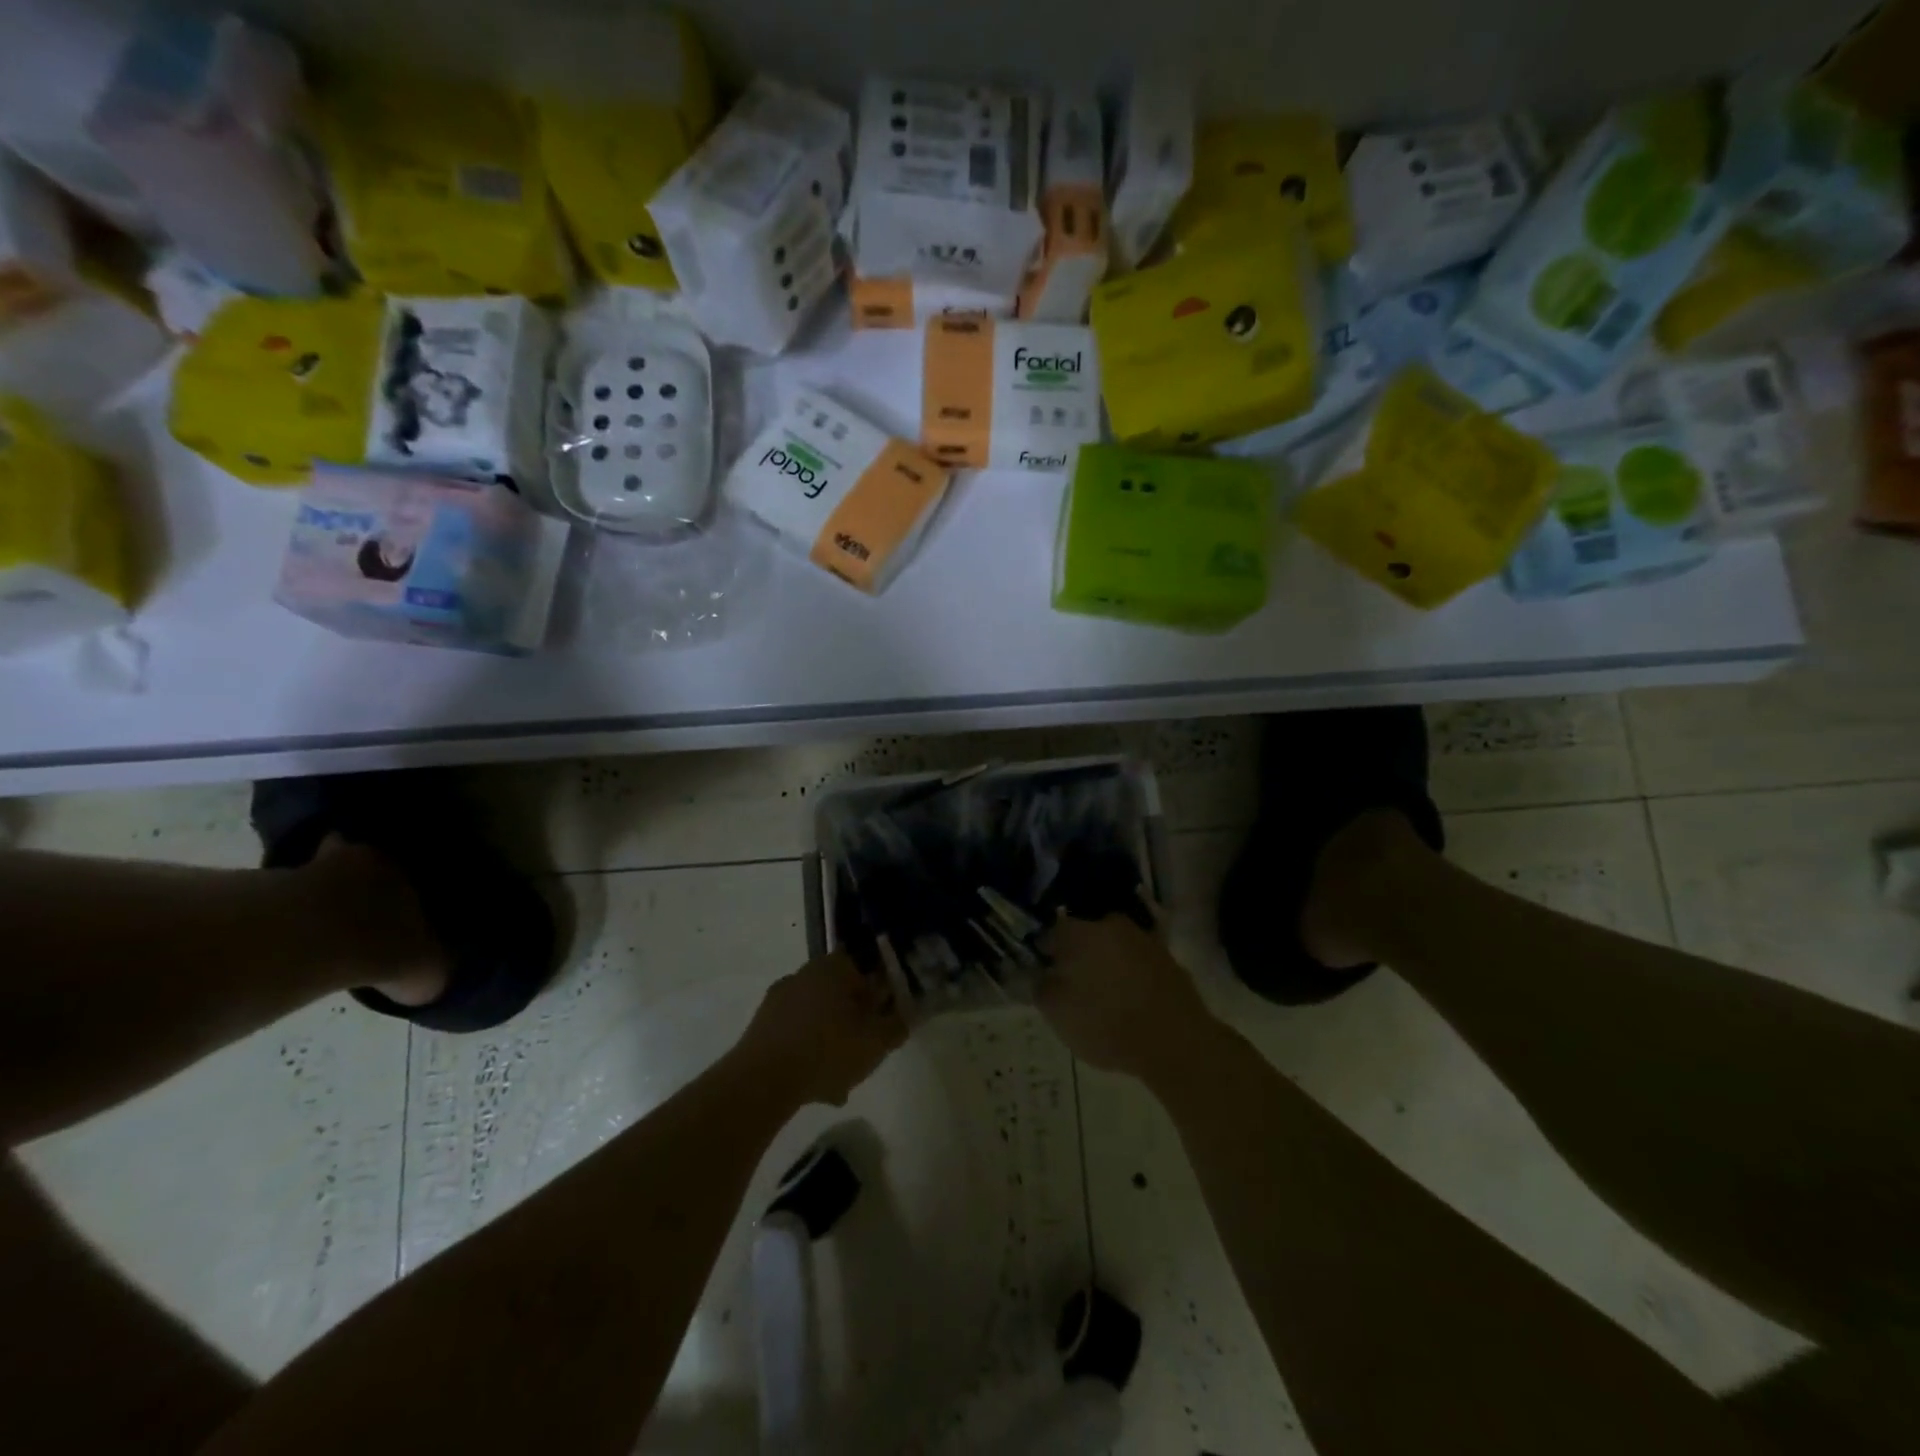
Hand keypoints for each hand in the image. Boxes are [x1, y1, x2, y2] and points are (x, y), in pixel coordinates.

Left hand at [737, 952, 905, 1107]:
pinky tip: (815, 1087)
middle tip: (865, 1051)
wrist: (762, 1080)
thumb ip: (896, 1025)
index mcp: (834, 967)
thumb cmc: (829, 1050)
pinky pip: (795, 1035)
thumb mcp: (877, 1042)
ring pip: (818, 1017)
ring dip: (831, 1042)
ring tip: (840, 1082)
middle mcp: (805, 973)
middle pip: (840, 994)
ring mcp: (779, 998)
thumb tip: (903, 1016)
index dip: (879, 991)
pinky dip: (807, 1053)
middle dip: (855, 1021)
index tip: (885, 1016)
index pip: (865, 966)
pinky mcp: (760, 1025)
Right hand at [1038, 910, 1216, 1082]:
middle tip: (1074, 986)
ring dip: (1106, 965)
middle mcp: (1112, 925)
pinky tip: (1130, 1002)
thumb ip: (1040, 986)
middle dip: (1078, 956)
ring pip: (1114, 948)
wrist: (1176, 1042)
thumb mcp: (1056, 1012)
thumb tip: (1040, 972)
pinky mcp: (1169, 960)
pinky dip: (1131, 977)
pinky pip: (1138, 963)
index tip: (1044, 975)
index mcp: (1081, 931)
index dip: (1044, 954)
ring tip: (1103, 997)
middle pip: (1086, 936)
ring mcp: (1144, 940)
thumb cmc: (1106, 1023)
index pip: (1051, 932)